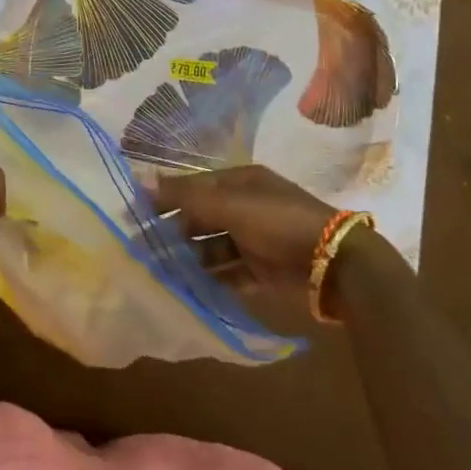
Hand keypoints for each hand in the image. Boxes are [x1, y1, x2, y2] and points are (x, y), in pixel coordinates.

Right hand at [152, 165, 337, 291]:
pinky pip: (229, 272)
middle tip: (144, 248)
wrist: (335, 263)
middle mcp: (247, 207)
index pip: (195, 186)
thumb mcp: (231, 205)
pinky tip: (188, 288)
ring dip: (190, 257)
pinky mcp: (263, 269)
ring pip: (213, 247)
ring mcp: (256, 239)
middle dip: (175, 230)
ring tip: (162, 271)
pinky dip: (211, 279)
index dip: (166, 197)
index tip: (135, 214)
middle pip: (202, 217)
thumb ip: (186, 197)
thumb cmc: (279, 222)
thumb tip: (141, 182)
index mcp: (241, 182)